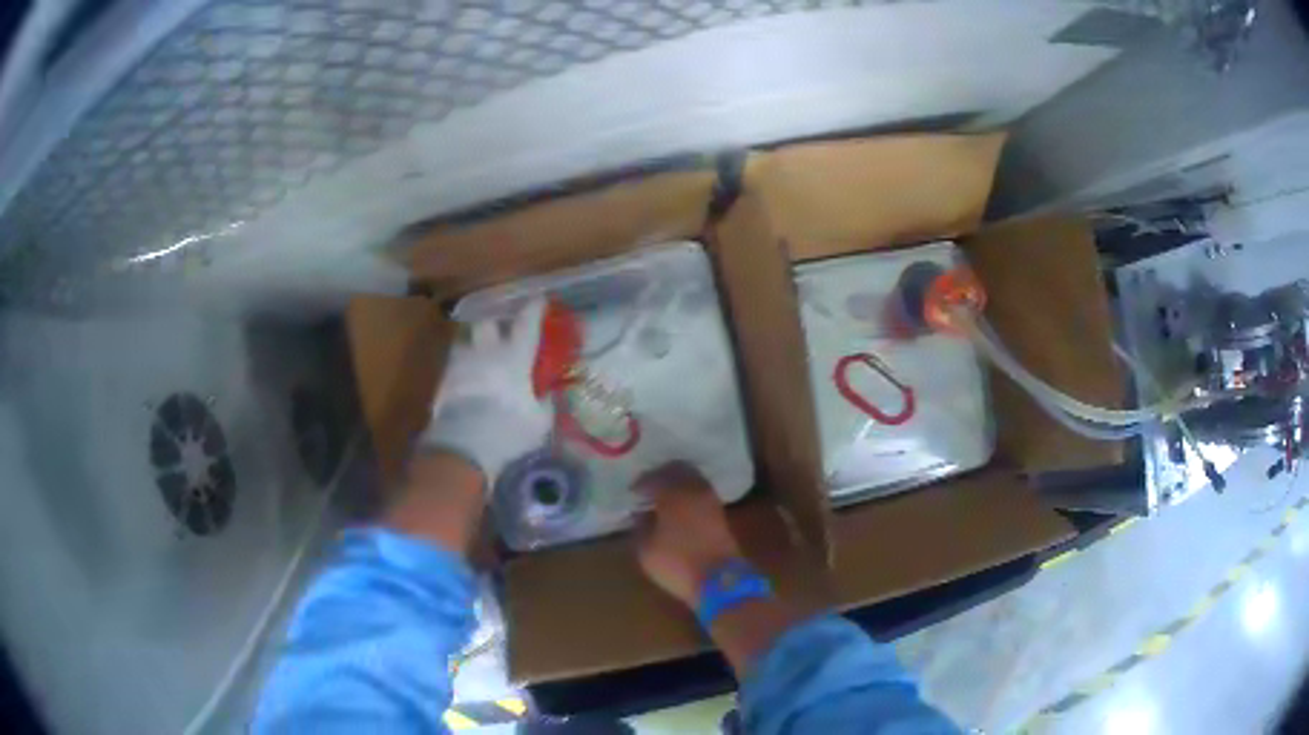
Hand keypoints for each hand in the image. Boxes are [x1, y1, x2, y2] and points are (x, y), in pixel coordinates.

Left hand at [421, 299, 550, 482]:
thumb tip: (546, 395)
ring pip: (465, 342)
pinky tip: (465, 381)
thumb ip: (543, 403)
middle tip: (500, 329)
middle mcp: (487, 352)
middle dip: (494, 323)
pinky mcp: (443, 381)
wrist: (464, 445)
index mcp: (515, 357)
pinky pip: (454, 367)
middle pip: (487, 322)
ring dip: (473, 346)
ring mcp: (461, 364)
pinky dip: (461, 370)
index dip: (534, 309)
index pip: (527, 324)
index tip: (539, 299)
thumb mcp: (539, 422)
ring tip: (478, 356)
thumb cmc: (510, 431)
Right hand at [633, 463, 740, 606]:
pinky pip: (701, 491)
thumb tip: (640, 513)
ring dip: (677, 482)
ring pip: (692, 479)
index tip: (632, 492)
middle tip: (648, 486)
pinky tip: (679, 507)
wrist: (720, 581)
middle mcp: (694, 490)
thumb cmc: (677, 563)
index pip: (654, 478)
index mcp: (674, 495)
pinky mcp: (720, 513)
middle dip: (661, 475)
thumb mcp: (646, 549)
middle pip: (678, 470)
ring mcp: (710, 500)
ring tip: (663, 497)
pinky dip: (689, 493)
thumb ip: (640, 526)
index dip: (641, 483)